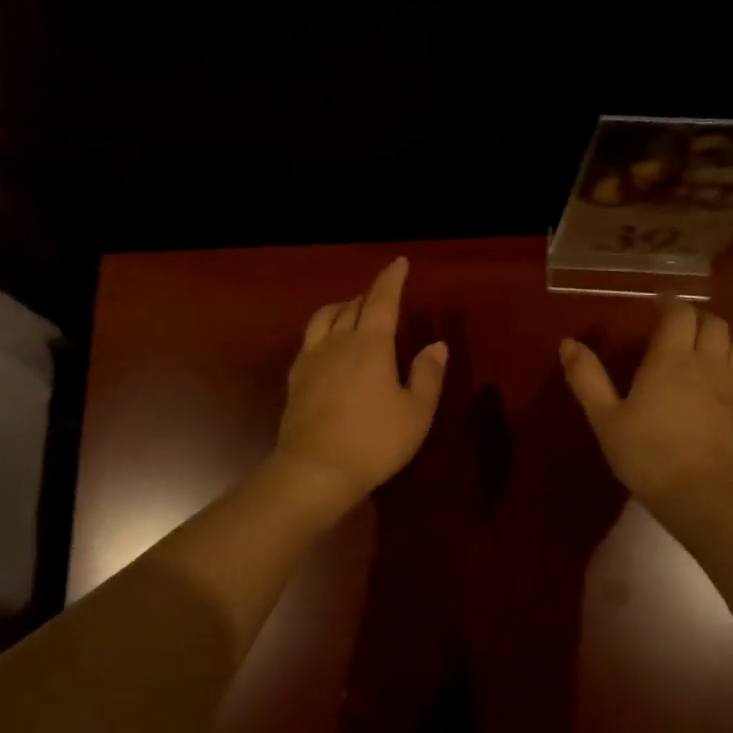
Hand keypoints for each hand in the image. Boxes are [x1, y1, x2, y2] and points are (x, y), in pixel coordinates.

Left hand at [273, 257, 447, 513]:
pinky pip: (309, 340)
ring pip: (324, 318)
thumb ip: (428, 375)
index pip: (382, 299)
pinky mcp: (295, 378)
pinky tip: (327, 344)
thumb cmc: (375, 441)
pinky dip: (323, 330)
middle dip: (369, 296)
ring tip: (352, 312)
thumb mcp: (416, 413)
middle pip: (352, 306)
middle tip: (382, 296)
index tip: (399, 263)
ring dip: (341, 307)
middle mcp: (338, 342)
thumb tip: (436, 345)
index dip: (392, 279)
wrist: (315, 469)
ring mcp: (312, 359)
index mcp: (371, 344)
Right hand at [559, 301, 732, 510]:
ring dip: (718, 338)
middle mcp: (706, 364)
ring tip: (699, 348)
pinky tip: (712, 383)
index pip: (680, 315)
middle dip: (696, 317)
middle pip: (714, 324)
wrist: (704, 495)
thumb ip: (587, 378)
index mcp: (671, 359)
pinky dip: (728, 364)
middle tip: (675, 325)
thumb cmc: (647, 454)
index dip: (670, 304)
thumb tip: (567, 343)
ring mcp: (731, 388)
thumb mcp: (605, 418)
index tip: (657, 303)